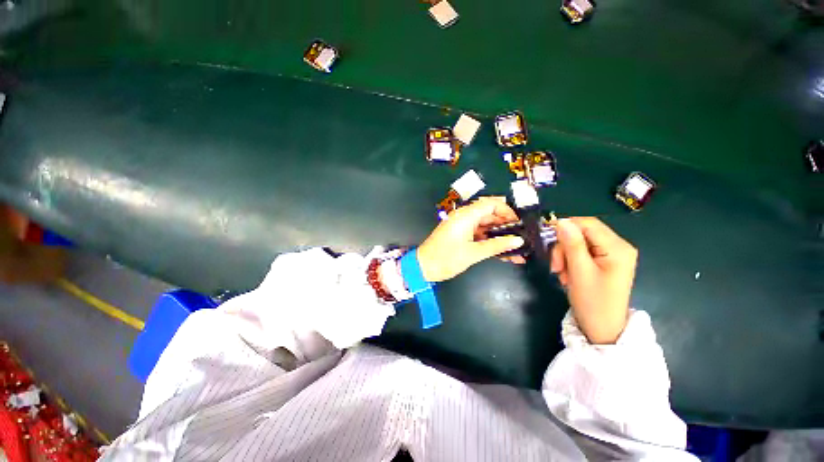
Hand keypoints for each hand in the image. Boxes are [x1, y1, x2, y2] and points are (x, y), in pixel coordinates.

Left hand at [416, 197, 524, 282]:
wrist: (423, 267)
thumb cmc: (446, 258)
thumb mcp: (473, 253)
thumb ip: (496, 246)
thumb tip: (518, 241)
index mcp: (466, 216)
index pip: (491, 204)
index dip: (507, 211)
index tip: (519, 224)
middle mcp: (464, 217)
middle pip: (489, 214)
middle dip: (506, 224)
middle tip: (522, 236)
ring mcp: (462, 226)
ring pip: (485, 225)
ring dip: (499, 235)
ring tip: (516, 246)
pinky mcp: (461, 235)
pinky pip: (479, 234)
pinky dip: (490, 241)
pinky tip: (503, 251)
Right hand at [551, 217, 636, 343]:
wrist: (602, 328)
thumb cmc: (593, 302)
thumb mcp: (579, 271)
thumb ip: (572, 244)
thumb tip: (561, 221)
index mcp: (618, 248)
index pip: (588, 223)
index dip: (565, 227)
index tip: (547, 239)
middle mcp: (618, 246)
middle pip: (582, 233)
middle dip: (564, 247)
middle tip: (555, 266)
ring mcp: (612, 254)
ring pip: (578, 243)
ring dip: (564, 255)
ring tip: (561, 274)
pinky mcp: (604, 261)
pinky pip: (581, 252)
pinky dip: (570, 261)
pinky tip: (567, 274)